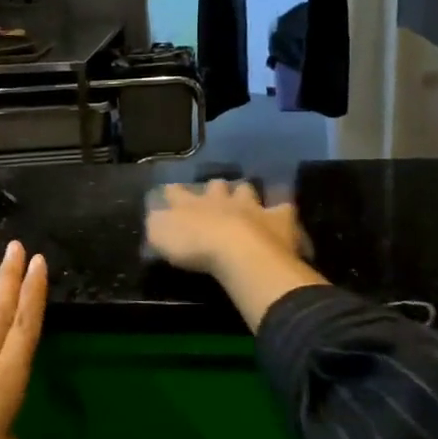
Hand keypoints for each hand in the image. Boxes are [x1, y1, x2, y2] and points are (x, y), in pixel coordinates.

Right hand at [145, 179, 304, 275]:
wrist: (239, 251)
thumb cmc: (195, 246)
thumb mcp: (161, 236)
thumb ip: (157, 224)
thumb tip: (155, 217)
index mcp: (190, 204)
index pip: (177, 193)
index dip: (173, 192)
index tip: (170, 191)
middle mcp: (220, 200)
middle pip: (216, 186)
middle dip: (214, 189)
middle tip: (213, 194)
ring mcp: (251, 207)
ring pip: (247, 191)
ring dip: (244, 194)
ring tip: (245, 200)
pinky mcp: (277, 219)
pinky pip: (282, 209)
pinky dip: (281, 210)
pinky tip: (282, 213)